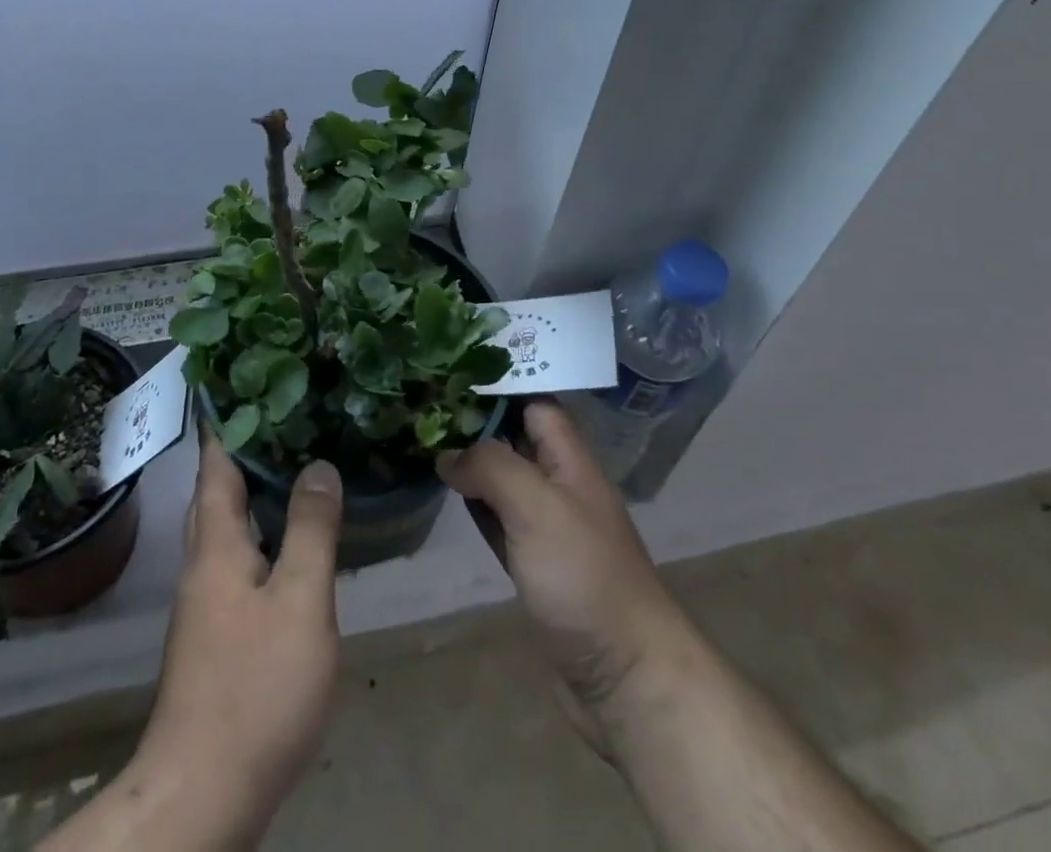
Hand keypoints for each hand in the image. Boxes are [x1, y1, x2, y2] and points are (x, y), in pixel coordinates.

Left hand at [129, 434, 343, 845]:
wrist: (202, 794)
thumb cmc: (255, 687)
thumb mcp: (299, 600)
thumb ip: (311, 529)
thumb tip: (318, 464)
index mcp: (216, 543)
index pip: (216, 461)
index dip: (229, 418)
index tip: (250, 378)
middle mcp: (203, 562)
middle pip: (216, 490)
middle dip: (243, 448)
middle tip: (285, 412)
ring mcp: (206, 600)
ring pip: (226, 525)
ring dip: (252, 489)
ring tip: (295, 463)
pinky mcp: (217, 633)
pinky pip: (237, 556)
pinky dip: (261, 531)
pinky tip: (292, 540)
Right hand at [440, 400, 683, 758]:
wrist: (626, 676)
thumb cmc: (584, 576)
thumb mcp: (536, 506)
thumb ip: (491, 467)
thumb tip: (449, 454)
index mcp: (570, 460)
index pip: (534, 403)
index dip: (497, 387)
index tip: (451, 375)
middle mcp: (560, 485)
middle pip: (515, 438)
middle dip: (475, 422)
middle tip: (424, 406)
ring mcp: (548, 527)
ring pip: (504, 480)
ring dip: (472, 463)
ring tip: (424, 439)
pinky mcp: (535, 565)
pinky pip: (499, 521)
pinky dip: (475, 505)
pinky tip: (447, 495)